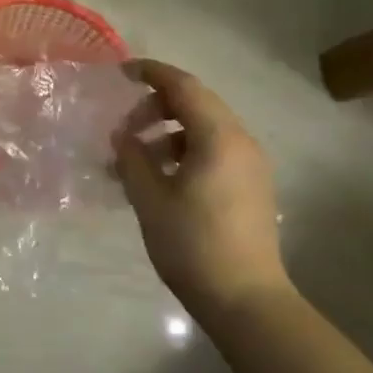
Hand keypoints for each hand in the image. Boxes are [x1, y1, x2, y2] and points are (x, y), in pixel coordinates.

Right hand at [114, 59, 290, 325]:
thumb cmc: (193, 245)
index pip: (184, 86)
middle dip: (155, 106)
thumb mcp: (150, 199)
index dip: (151, 73)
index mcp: (219, 137)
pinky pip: (214, 150)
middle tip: (122, 129)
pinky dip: (184, 150)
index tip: (121, 72)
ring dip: (167, 131)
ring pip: (205, 128)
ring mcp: (250, 164)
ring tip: (135, 158)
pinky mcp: (251, 185)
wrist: (246, 300)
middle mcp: (241, 141)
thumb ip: (132, 158)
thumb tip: (123, 136)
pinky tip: (160, 177)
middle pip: (196, 103)